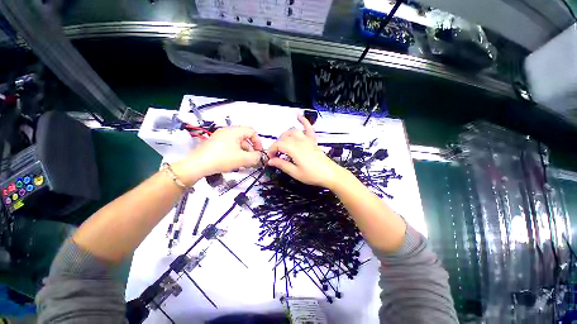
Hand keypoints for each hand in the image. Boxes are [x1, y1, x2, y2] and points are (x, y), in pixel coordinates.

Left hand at [174, 126, 263, 184]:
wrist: (197, 165)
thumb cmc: (222, 159)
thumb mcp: (243, 159)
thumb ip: (255, 157)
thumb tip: (259, 156)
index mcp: (234, 131)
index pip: (252, 131)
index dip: (258, 142)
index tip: (258, 153)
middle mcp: (227, 131)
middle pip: (245, 138)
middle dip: (250, 150)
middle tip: (251, 161)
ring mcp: (220, 137)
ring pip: (237, 143)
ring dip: (243, 153)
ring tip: (243, 164)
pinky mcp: (215, 144)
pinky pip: (230, 146)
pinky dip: (235, 153)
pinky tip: (234, 163)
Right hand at [267, 115, 344, 188]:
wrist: (330, 174)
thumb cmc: (313, 175)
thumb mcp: (295, 173)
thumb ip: (282, 165)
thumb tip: (271, 161)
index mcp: (294, 149)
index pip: (278, 145)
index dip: (271, 150)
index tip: (270, 158)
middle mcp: (300, 141)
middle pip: (284, 138)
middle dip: (277, 145)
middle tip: (276, 155)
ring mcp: (307, 140)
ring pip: (292, 131)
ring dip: (285, 136)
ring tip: (282, 144)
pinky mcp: (313, 141)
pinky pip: (308, 128)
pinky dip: (303, 121)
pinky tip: (299, 116)